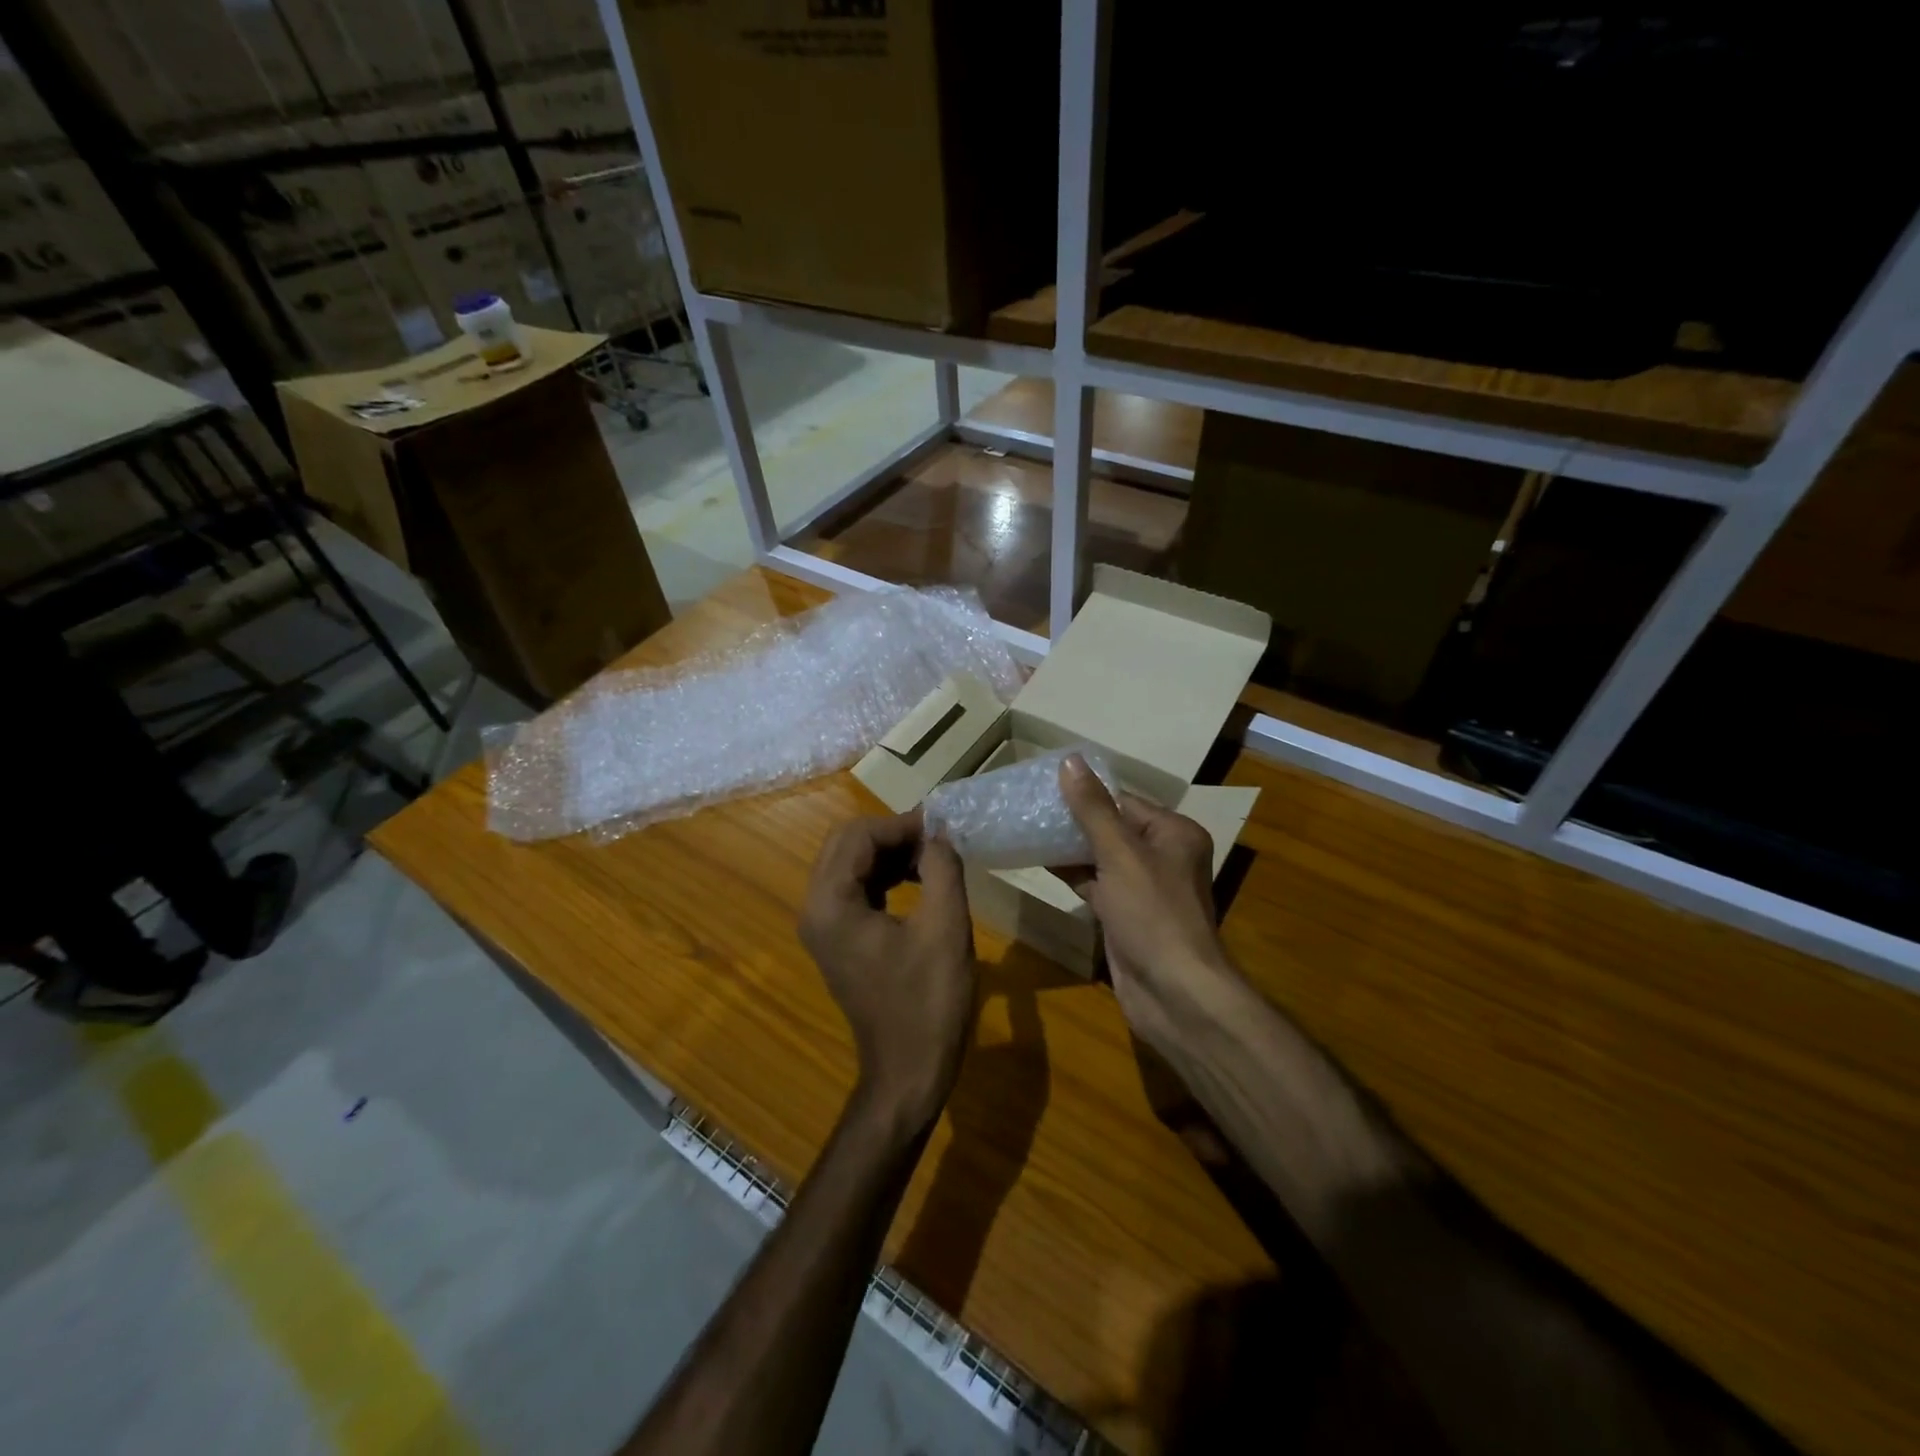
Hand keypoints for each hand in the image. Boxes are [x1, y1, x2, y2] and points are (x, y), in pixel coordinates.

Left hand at [800, 810, 976, 1137]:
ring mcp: (823, 926)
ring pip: (849, 863)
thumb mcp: (945, 927)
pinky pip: (855, 888)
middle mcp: (815, 909)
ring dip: (889, 853)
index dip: (901, 824)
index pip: (858, 835)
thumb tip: (939, 832)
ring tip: (934, 859)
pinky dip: (885, 876)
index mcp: (831, 904)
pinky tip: (919, 882)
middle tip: (937, 840)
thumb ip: (941, 867)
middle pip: (846, 844)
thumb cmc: (928, 1003)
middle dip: (892, 834)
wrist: (908, 1073)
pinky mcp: (837, 940)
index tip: (942, 827)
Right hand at [1058, 755, 1242, 1055]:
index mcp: (1173, 834)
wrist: (1174, 994)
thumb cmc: (1153, 914)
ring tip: (1026, 827)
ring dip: (1068, 846)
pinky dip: (1072, 874)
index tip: (1044, 784)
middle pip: (1111, 828)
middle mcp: (1163, 857)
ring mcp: (1143, 889)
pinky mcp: (1125, 916)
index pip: (1124, 801)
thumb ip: (1093, 809)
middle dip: (1073, 819)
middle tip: (1028, 806)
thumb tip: (1069, 761)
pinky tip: (1039, 861)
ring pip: (1101, 857)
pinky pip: (1096, 884)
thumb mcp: (1120, 854)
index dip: (1086, 793)